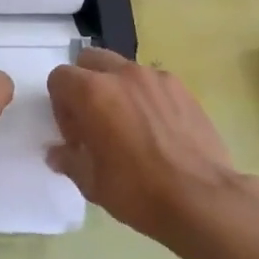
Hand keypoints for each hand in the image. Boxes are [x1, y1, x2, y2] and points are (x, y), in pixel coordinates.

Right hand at [46, 48, 245, 247]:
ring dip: (116, 89)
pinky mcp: (183, 89)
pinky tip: (156, 131)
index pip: (60, 78)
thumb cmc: (137, 191)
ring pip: (123, 70)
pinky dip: (145, 97)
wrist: (201, 198)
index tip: (74, 136)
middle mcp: (123, 74)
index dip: (60, 106)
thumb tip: (57, 153)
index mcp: (93, 92)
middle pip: (90, 61)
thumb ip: (68, 159)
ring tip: (128, 127)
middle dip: (85, 84)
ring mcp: (157, 78)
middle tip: (94, 122)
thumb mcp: (91, 182)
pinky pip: (152, 83)